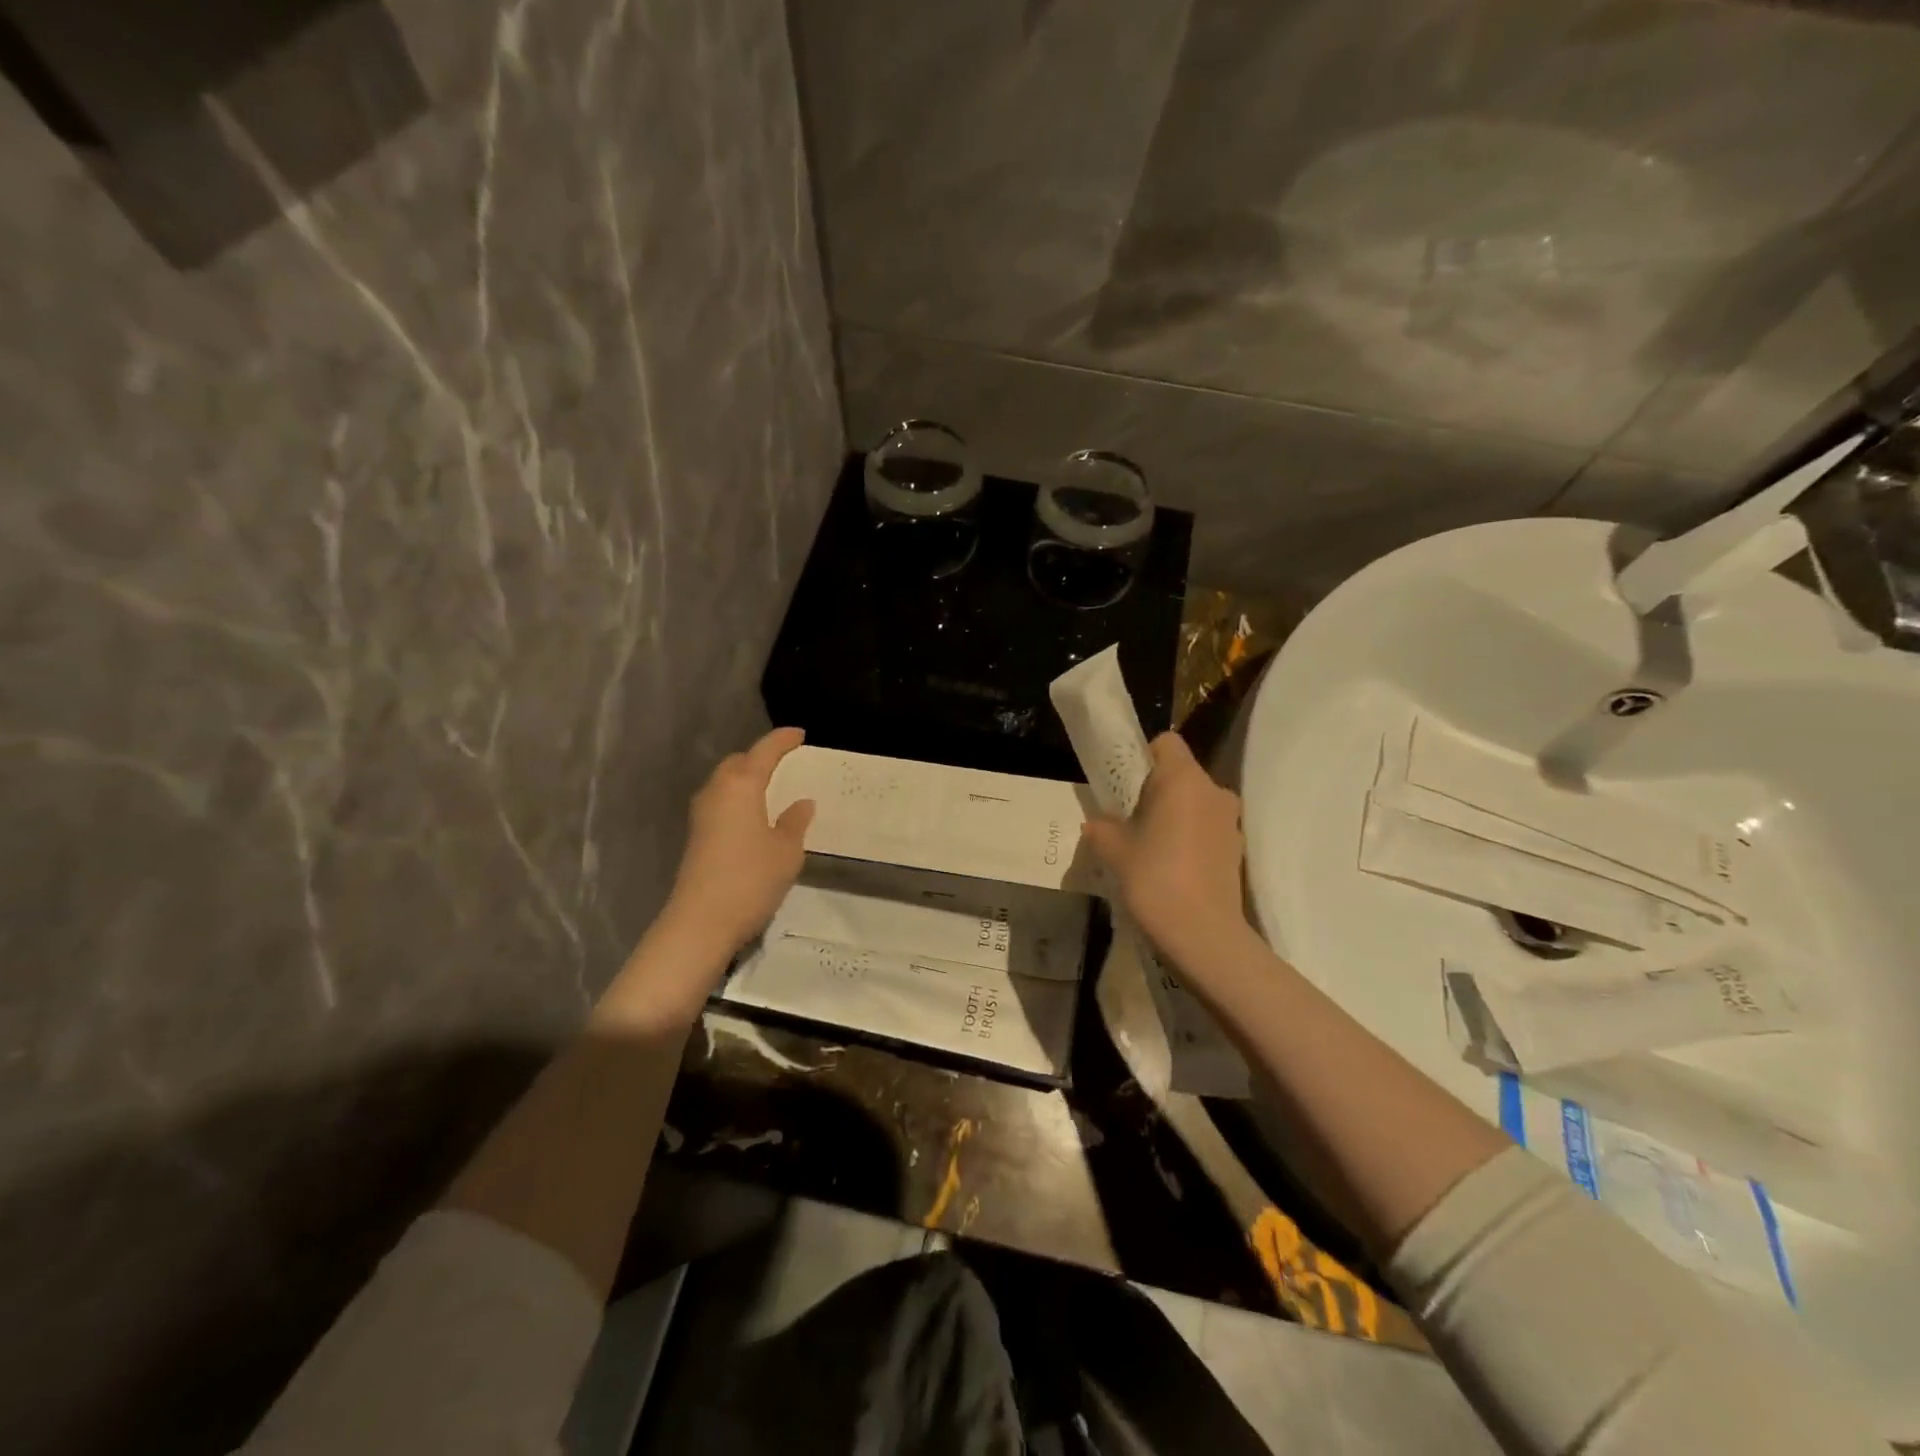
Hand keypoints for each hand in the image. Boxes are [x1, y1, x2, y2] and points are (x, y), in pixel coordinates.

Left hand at [664, 726, 814, 958]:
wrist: (701, 921)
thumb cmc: (751, 878)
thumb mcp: (787, 850)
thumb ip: (795, 821)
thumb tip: (801, 804)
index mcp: (741, 785)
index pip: (764, 751)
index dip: (783, 740)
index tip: (800, 734)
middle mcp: (717, 791)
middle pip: (738, 762)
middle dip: (760, 758)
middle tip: (786, 764)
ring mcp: (702, 814)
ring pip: (726, 782)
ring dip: (748, 779)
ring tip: (773, 789)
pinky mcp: (697, 835)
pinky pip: (722, 802)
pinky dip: (740, 799)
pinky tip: (756, 816)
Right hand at [1081, 733, 1253, 972]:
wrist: (1203, 934)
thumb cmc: (1155, 879)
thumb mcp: (1114, 850)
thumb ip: (1102, 828)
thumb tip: (1096, 822)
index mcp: (1183, 779)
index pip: (1166, 743)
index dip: (1143, 756)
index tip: (1125, 785)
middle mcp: (1213, 791)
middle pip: (1181, 773)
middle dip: (1156, 789)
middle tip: (1130, 818)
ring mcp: (1230, 821)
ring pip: (1196, 802)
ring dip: (1175, 814)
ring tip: (1150, 845)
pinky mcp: (1237, 849)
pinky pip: (1207, 828)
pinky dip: (1190, 836)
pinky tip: (1172, 865)